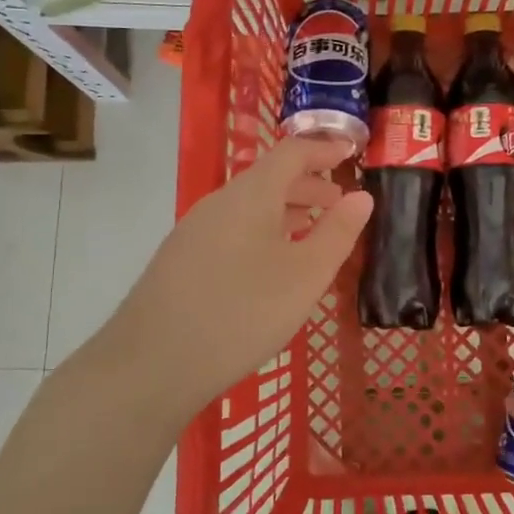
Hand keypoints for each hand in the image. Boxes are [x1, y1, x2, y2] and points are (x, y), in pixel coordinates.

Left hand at [104, 137, 371, 419]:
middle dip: (309, 186)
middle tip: (340, 205)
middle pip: (269, 179)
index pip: (292, 153)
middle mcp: (218, 204)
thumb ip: (337, 233)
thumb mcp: (305, 276)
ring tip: (312, 234)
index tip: (351, 153)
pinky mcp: (181, 261)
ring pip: (249, 208)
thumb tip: (361, 197)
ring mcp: (193, 232)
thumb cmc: (242, 313)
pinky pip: (232, 231)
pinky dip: (262, 233)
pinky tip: (270, 267)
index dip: (324, 150)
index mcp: (250, 195)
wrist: (152, 364)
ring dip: (286, 212)